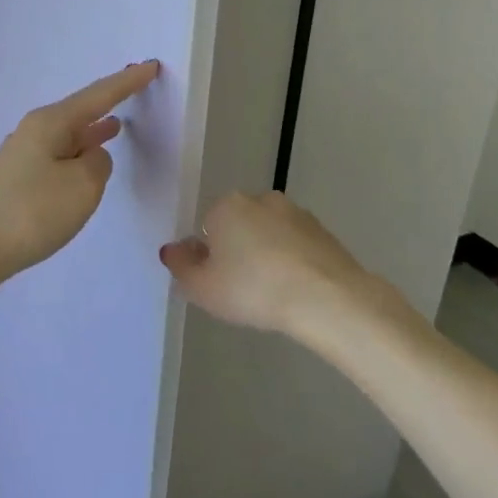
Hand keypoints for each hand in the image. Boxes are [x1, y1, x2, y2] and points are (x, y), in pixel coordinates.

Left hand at [0, 61, 161, 291]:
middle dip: (107, 104)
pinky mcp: (15, 183)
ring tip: (115, 127)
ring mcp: (21, 157)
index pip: (98, 95)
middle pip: (78, 112)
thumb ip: (98, 164)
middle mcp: (33, 132)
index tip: (151, 65)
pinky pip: (56, 158)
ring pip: (66, 137)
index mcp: (51, 123)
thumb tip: (91, 156)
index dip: (127, 82)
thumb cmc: (30, 213)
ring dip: (91, 132)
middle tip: (133, 91)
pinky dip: (76, 155)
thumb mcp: (82, 187)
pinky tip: (82, 165)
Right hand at [160, 192, 382, 338]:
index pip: (207, 227)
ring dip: (267, 256)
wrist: (326, 298)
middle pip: (239, 226)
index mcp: (227, 205)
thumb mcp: (201, 287)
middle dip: (238, 251)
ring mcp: (297, 214)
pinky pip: (297, 247)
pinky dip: (293, 263)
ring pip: (270, 235)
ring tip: (272, 294)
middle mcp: (261, 200)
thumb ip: (181, 266)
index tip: (217, 282)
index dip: (208, 256)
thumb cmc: (252, 289)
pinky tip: (296, 291)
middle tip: (242, 290)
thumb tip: (172, 249)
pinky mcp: (326, 232)